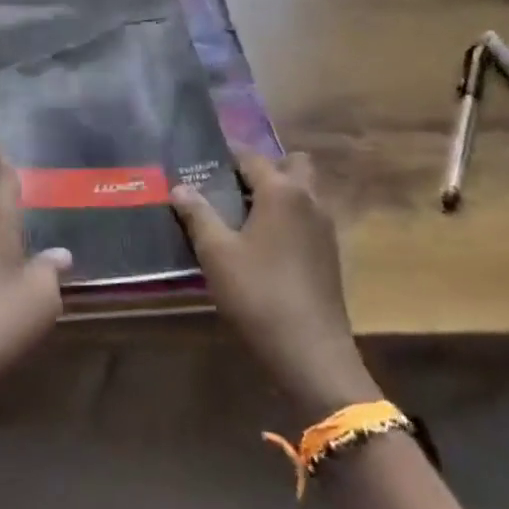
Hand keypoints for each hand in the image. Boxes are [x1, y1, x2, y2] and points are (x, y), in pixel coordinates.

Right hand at [171, 152, 377, 419]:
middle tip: (230, 186)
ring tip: (240, 213)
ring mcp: (324, 228)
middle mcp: (309, 200)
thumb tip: (179, 187)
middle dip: (263, 168)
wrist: (310, 352)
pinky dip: (287, 216)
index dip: (225, 155)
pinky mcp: (329, 253)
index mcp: (282, 191)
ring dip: (277, 192)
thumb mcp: (216, 252)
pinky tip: (261, 242)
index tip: (200, 160)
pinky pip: (307, 217)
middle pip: (291, 165)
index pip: (251, 156)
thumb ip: (197, 214)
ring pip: (303, 191)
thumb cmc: (258, 294)